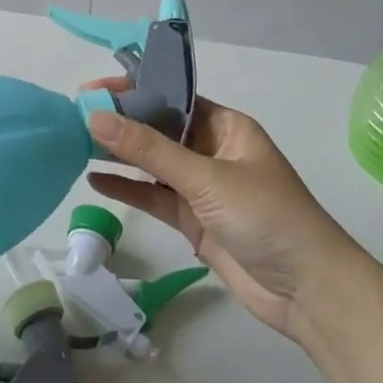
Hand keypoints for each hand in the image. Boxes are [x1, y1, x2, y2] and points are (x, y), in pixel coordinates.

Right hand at [84, 85, 373, 343]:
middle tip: (73, 117)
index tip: (91, 90)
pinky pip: (154, 196)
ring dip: (119, 155)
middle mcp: (212, 150)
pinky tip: (95, 180)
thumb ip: (149, 149)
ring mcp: (202, 187)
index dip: (132, 90)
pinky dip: (127, 188)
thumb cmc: (266, 217)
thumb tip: (96, 117)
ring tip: (74, 144)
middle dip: (120, 123)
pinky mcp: (194, 220)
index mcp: (225, 126)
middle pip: (158, 129)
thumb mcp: (206, 177)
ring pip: (152, 163)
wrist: (309, 291)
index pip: (171, 97)